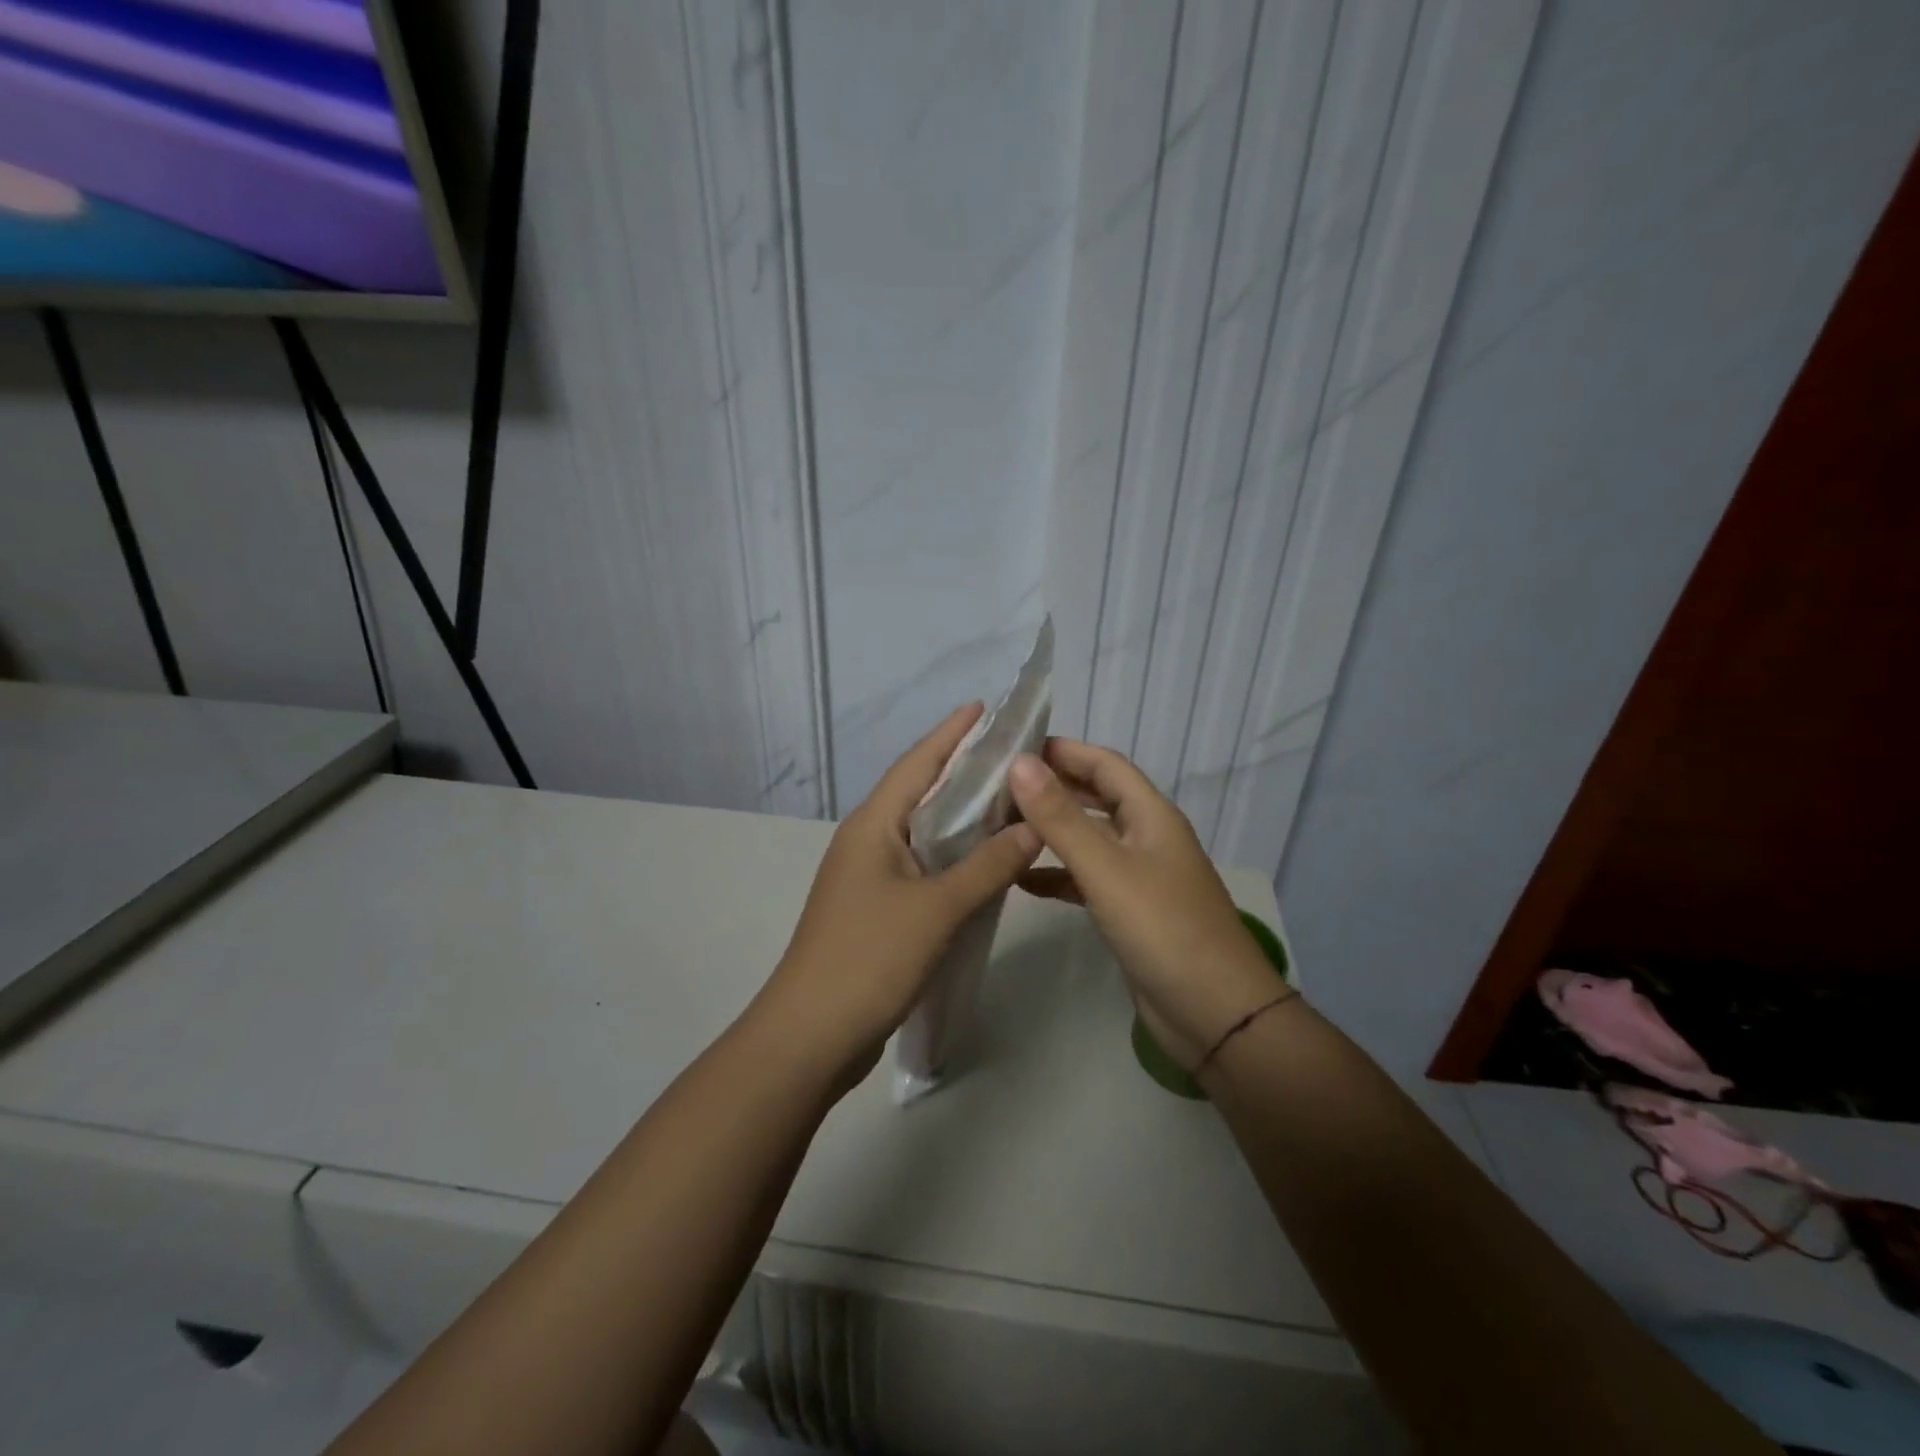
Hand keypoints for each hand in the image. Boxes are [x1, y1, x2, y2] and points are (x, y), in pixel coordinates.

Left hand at [755, 704, 1041, 1085]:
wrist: (810, 1036)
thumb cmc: (869, 959)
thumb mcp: (936, 910)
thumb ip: (987, 866)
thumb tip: (1032, 829)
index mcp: (873, 825)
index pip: (917, 763)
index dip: (951, 734)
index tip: (985, 708)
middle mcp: (868, 841)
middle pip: (920, 792)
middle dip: (962, 770)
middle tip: (1012, 754)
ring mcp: (869, 876)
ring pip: (922, 832)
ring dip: (960, 815)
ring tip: (1008, 799)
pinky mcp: (877, 909)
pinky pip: (922, 866)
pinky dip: (953, 856)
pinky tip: (983, 862)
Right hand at [1009, 739, 1288, 1068]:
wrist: (1214, 1014)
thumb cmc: (1163, 929)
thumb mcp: (1106, 868)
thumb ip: (1061, 817)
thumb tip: (1019, 763)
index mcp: (1150, 815)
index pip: (1104, 764)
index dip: (1063, 750)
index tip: (1012, 745)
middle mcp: (1146, 836)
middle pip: (1095, 797)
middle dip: (1051, 787)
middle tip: (997, 786)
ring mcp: (1138, 875)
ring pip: (1088, 839)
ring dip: (1050, 831)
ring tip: (999, 827)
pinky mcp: (1129, 911)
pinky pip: (1086, 879)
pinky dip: (1056, 875)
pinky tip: (1021, 880)